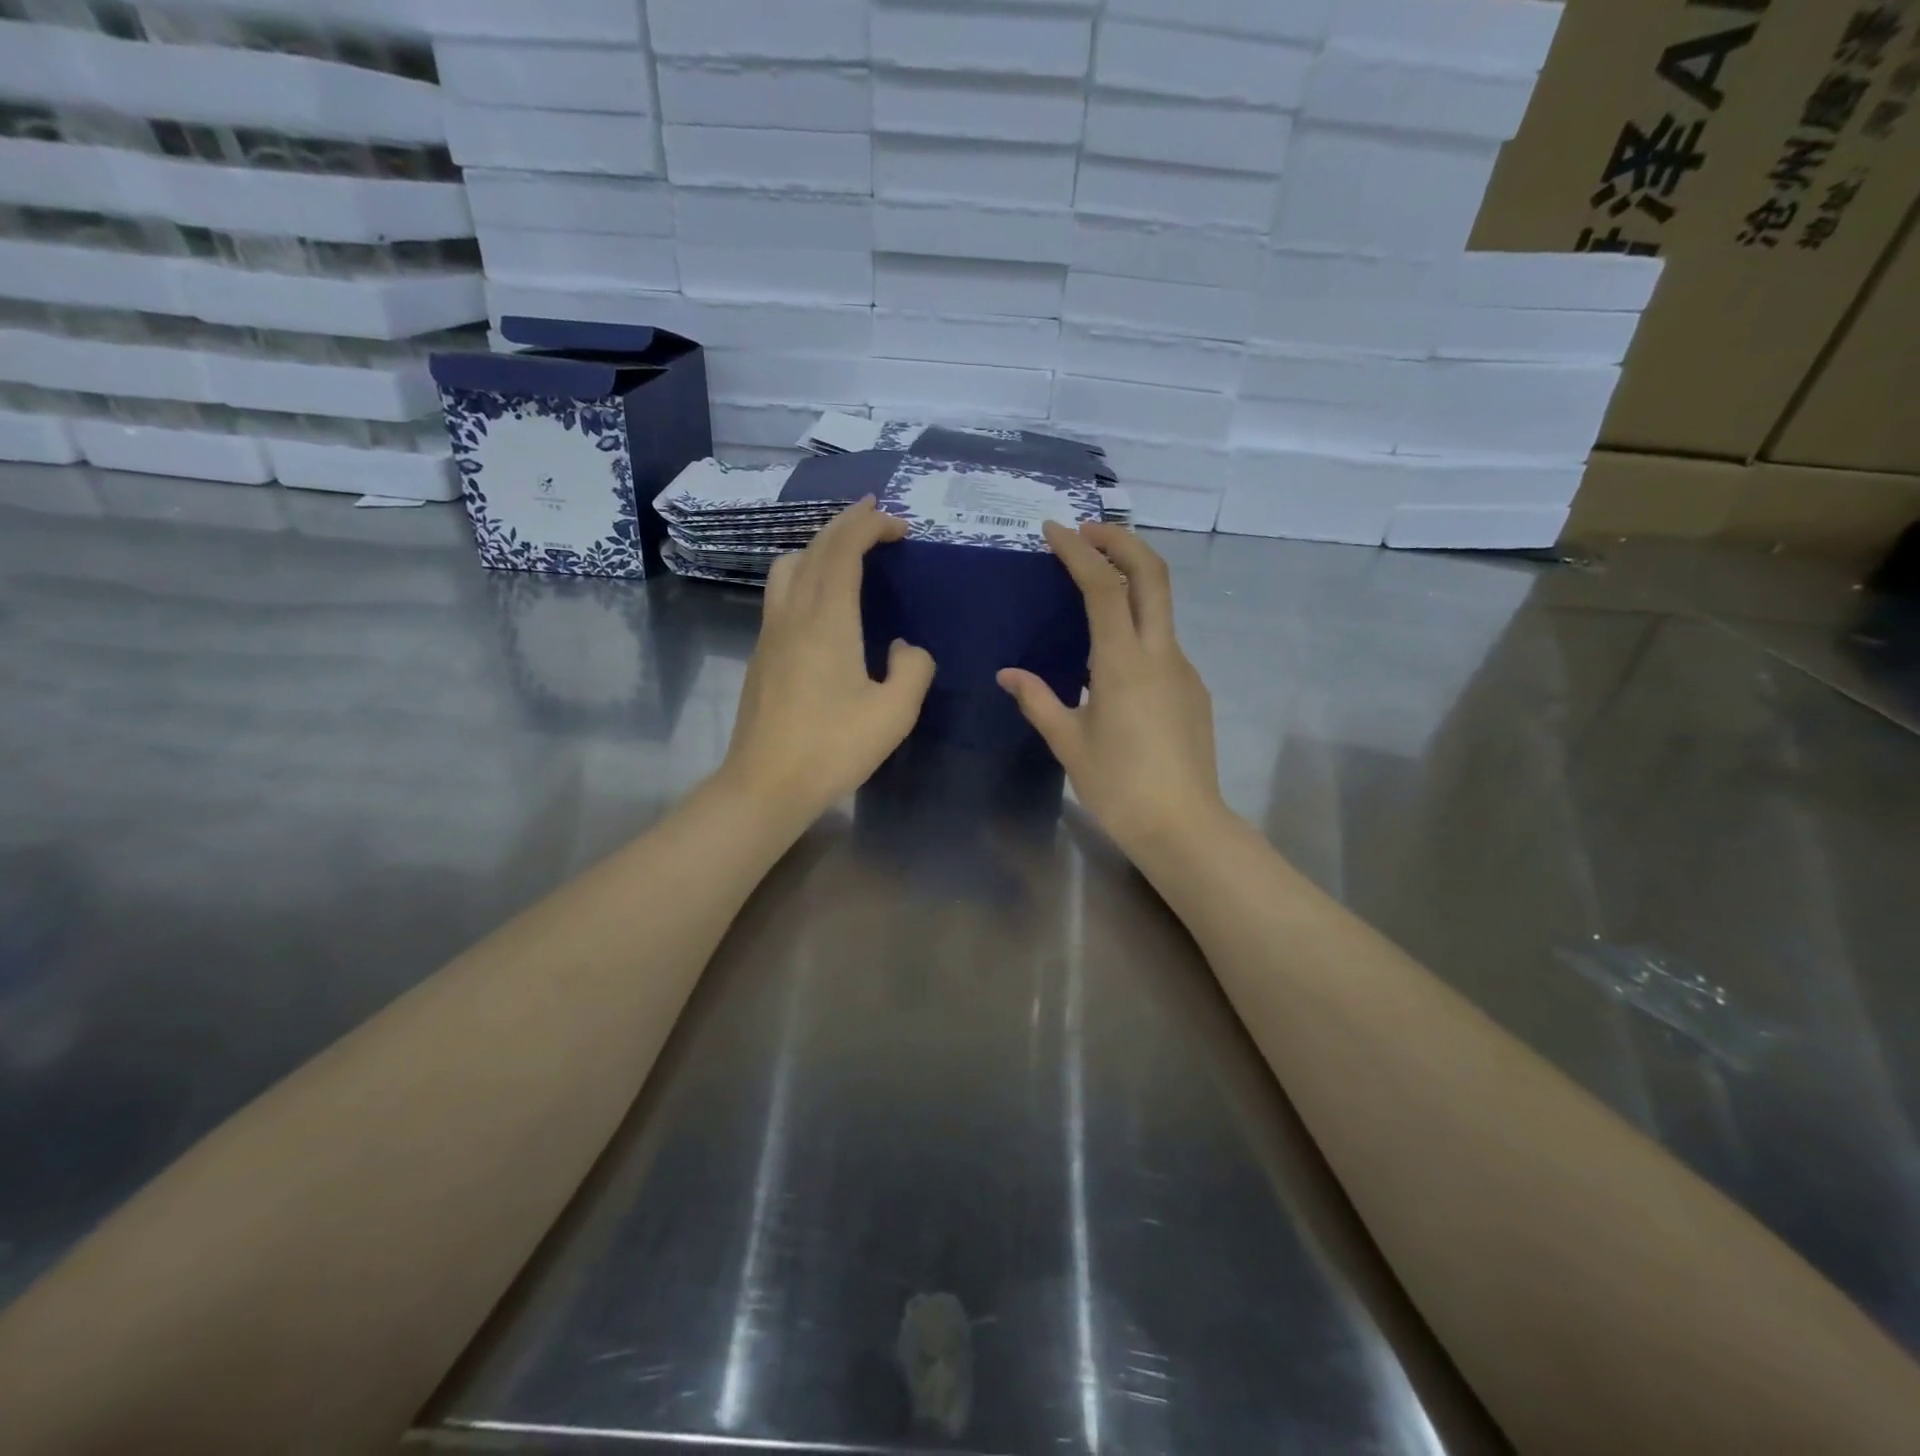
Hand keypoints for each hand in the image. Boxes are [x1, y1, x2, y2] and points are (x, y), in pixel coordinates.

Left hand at [719, 497, 935, 824]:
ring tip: (847, 554)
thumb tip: (905, 648)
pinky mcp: (761, 654)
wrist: (766, 785)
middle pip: (814, 549)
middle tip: (876, 518)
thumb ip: (913, 670)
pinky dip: (806, 574)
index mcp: (827, 621)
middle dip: (846, 525)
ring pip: (788, 567)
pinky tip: (824, 601)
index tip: (897, 523)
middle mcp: (793, 615)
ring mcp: (771, 633)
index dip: (869, 527)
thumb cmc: (833, 748)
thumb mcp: (894, 713)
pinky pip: (781, 593)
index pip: (843, 551)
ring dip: (819, 547)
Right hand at [998, 521, 1227, 858]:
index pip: (1104, 587)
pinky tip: (1112, 653)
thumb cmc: (1118, 786)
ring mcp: (1183, 669)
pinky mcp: (1193, 688)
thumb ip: (1037, 700)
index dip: (1079, 551)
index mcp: (1123, 663)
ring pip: (1162, 604)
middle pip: (1152, 573)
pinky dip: (1138, 623)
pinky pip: (1163, 641)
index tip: (1054, 530)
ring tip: (1093, 582)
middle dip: (1121, 540)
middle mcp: (1160, 653)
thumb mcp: (1069, 742)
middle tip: (1087, 531)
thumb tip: (1008, 674)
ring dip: (1131, 578)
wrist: (1184, 825)